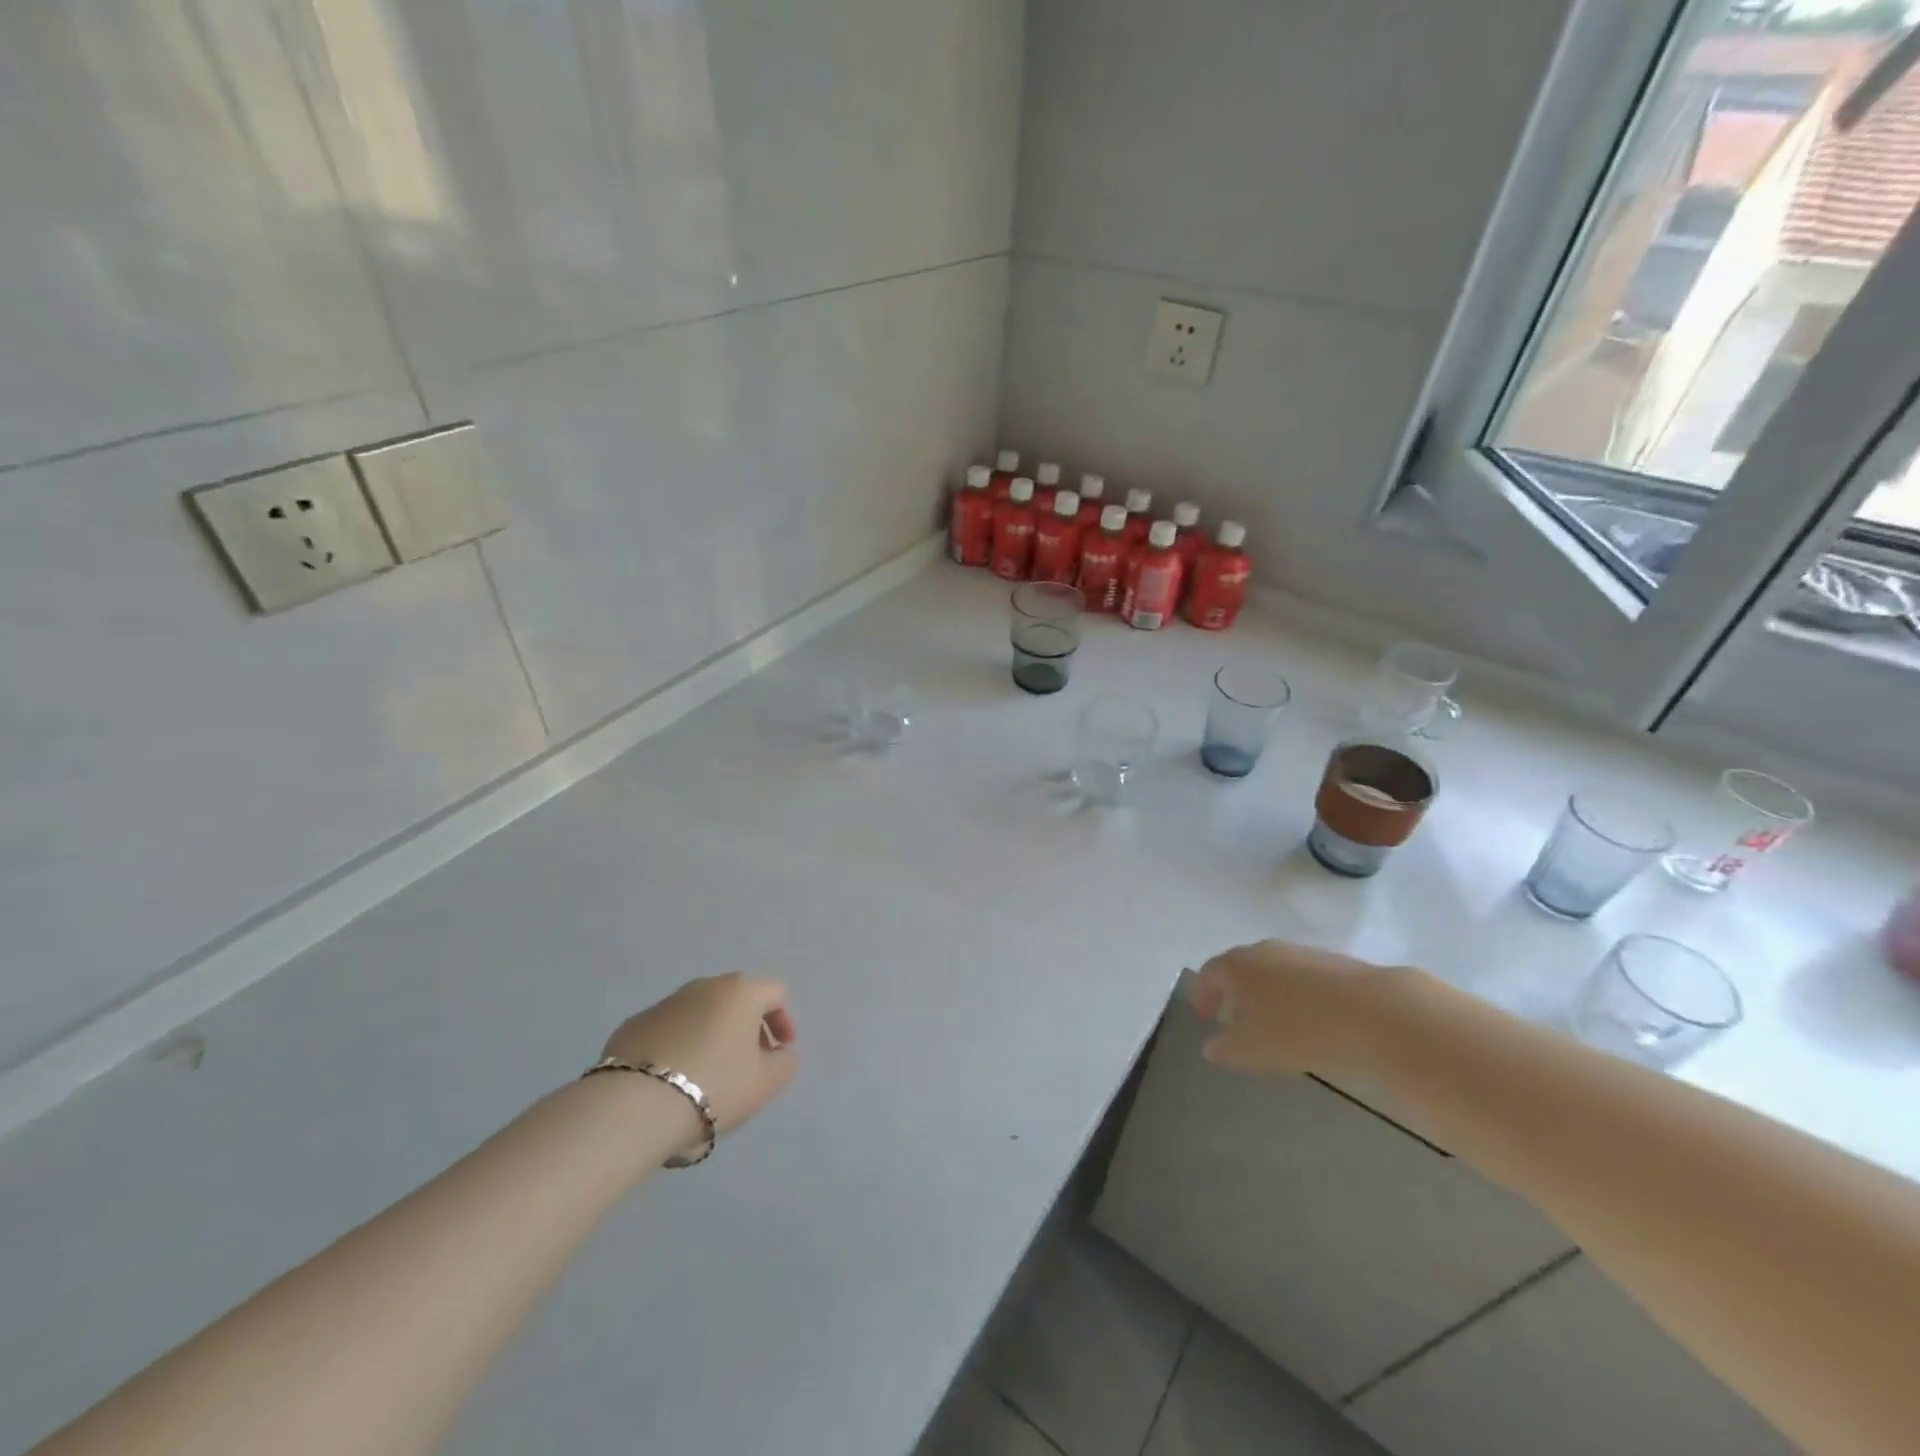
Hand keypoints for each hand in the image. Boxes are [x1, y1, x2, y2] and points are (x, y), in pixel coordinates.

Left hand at [602, 974, 796, 1134]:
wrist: (635, 1105)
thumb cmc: (715, 1085)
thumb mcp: (766, 1082)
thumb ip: (784, 1063)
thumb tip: (778, 1053)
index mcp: (740, 991)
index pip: (775, 993)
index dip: (784, 1022)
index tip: (781, 1052)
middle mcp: (703, 986)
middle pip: (736, 1000)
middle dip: (747, 1028)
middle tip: (749, 1062)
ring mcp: (665, 1003)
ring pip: (700, 1014)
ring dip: (712, 1036)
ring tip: (709, 1074)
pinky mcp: (633, 1025)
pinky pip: (669, 1031)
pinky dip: (679, 1046)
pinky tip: (674, 1079)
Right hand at [1191, 940, 1395, 1077]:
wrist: (1375, 1012)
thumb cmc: (1300, 1030)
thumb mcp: (1251, 1050)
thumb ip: (1224, 1048)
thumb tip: (1212, 1045)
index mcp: (1237, 965)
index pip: (1209, 973)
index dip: (1203, 994)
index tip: (1204, 1016)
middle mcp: (1265, 950)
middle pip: (1241, 967)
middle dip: (1235, 992)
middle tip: (1236, 1019)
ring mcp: (1301, 952)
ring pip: (1273, 970)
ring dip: (1267, 993)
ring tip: (1275, 1023)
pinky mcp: (1335, 961)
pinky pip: (1303, 977)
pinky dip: (1296, 995)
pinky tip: (1310, 1019)